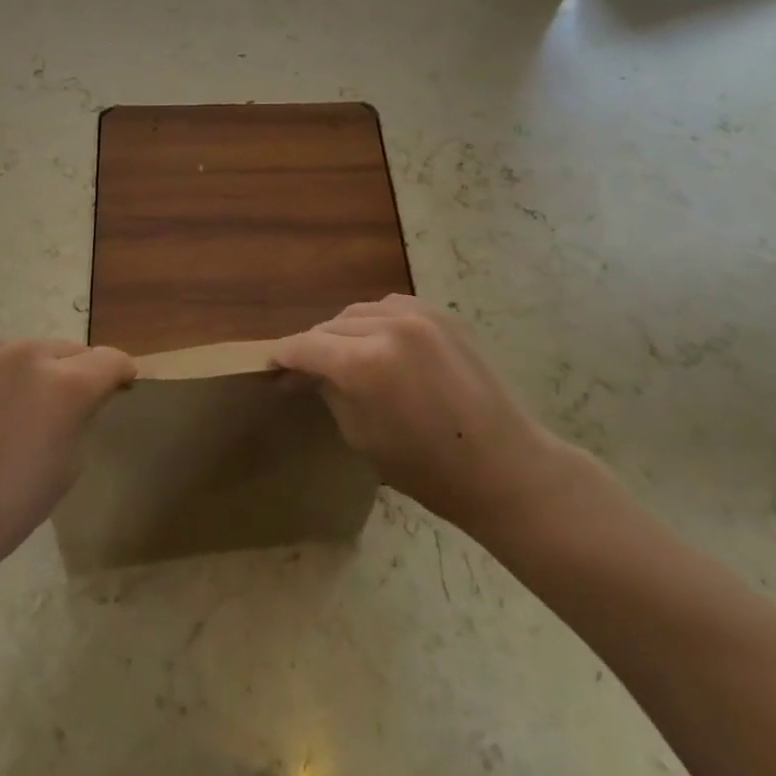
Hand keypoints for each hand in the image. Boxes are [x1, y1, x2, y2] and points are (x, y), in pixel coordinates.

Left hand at [0, 338, 134, 589]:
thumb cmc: (9, 506)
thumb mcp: (70, 463)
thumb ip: (84, 415)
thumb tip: (86, 396)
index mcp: (67, 385)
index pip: (111, 360)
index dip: (121, 374)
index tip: (121, 388)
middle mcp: (31, 354)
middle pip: (74, 350)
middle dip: (80, 373)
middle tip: (69, 407)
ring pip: (35, 350)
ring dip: (41, 370)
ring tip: (24, 408)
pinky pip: (0, 355)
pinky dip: (6, 374)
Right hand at [274, 296, 566, 536]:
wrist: (504, 466)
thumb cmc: (428, 469)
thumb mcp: (361, 435)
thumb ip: (329, 392)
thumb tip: (306, 372)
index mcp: (364, 363)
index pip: (306, 346)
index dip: (283, 356)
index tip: (270, 365)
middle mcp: (387, 327)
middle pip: (330, 325)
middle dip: (313, 346)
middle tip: (304, 369)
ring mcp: (417, 315)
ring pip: (358, 311)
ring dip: (343, 331)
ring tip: (342, 356)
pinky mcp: (440, 315)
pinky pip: (389, 307)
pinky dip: (374, 321)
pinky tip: (377, 343)